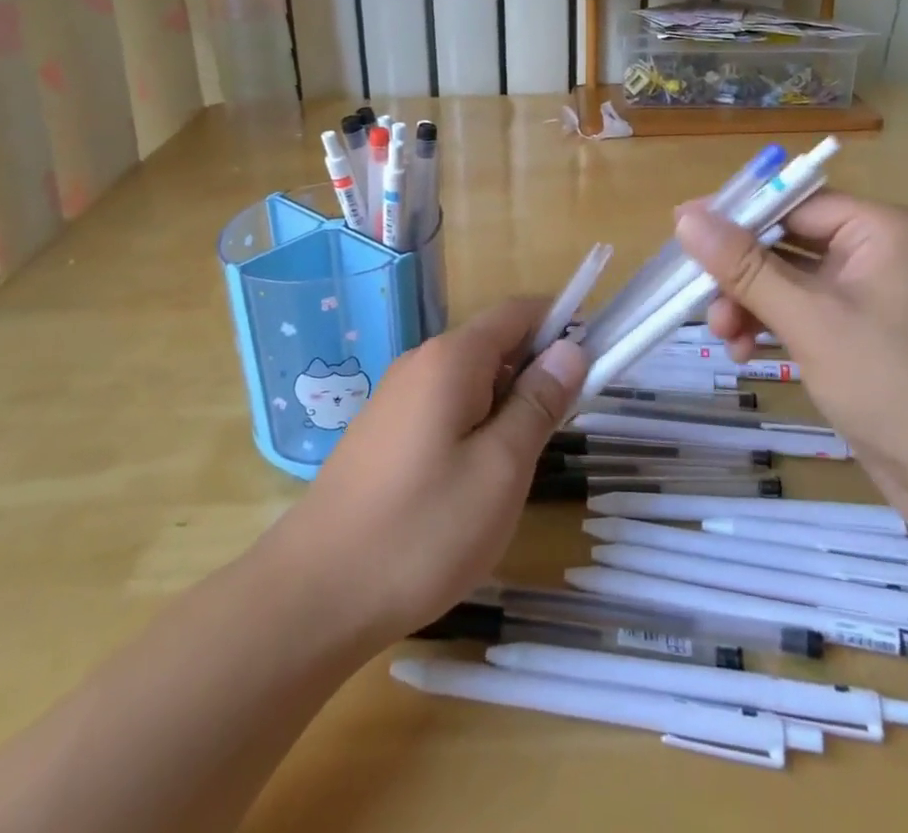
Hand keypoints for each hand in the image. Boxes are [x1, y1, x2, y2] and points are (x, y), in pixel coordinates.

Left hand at [262, 298, 585, 648]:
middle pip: (494, 343)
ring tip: (516, 465)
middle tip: (556, 432)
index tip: (593, 362)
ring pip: (470, 380)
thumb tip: (571, 348)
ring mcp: (395, 397)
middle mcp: (420, 362)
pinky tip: (471, 480)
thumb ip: (538, 402)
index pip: (518, 311)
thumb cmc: (422, 531)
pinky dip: (473, 424)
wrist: (314, 595)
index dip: (561, 324)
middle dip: (534, 372)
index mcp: (452, 358)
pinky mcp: (382, 431)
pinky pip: (443, 406)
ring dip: (505, 404)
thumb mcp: (501, 468)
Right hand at [676, 193, 907, 526]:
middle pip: (787, 243)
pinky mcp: (861, 336)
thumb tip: (685, 217)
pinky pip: (803, 314)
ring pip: (788, 282)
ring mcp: (870, 298)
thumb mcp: (810, 320)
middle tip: (701, 304)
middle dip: (741, 276)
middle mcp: (877, 253)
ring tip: (722, 339)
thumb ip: (745, 267)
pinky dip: (771, 328)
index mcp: (881, 230)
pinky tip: (744, 354)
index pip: (794, 204)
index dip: (738, 217)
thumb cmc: (894, 384)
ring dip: (750, 305)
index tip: (683, 230)